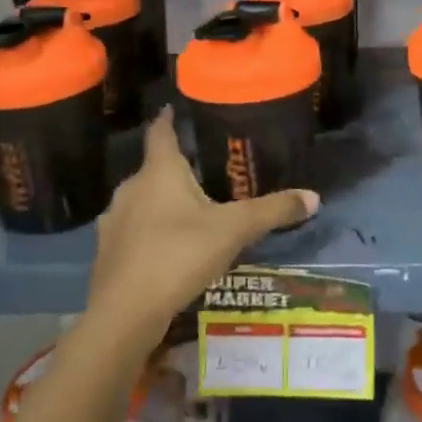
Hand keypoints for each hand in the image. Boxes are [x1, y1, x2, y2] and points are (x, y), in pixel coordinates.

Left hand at [86, 110, 317, 342]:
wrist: (124, 314)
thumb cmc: (179, 254)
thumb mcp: (234, 230)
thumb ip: (272, 211)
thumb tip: (314, 197)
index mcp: (159, 171)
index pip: (161, 132)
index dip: (169, 118)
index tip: (175, 108)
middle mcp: (131, 188)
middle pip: (153, 168)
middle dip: (175, 168)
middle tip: (204, 170)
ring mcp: (114, 221)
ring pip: (142, 201)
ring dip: (161, 203)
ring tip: (190, 211)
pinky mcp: (107, 253)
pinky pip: (133, 231)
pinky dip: (149, 232)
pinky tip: (169, 248)